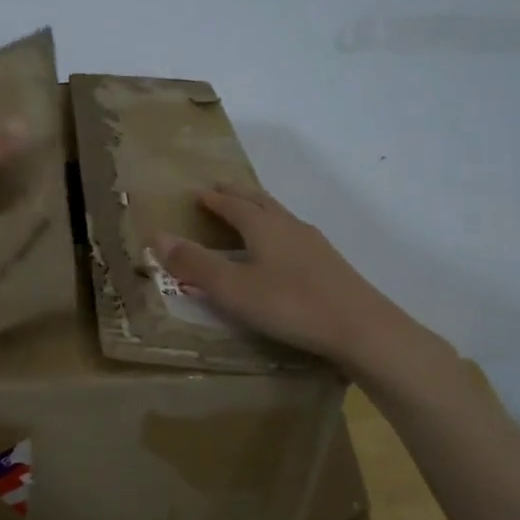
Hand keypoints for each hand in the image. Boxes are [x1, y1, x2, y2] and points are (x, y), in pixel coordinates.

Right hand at [155, 184, 436, 372]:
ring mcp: (314, 245)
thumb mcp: (233, 288)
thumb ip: (195, 264)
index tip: (198, 192)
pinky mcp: (330, 265)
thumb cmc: (290, 305)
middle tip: (221, 190)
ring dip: (260, 211)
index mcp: (264, 226)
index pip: (232, 204)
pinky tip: (282, 251)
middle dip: (238, 195)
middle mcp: (289, 226)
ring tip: (249, 214)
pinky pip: (294, 236)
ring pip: (280, 217)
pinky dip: (277, 231)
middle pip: (260, 202)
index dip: (213, 199)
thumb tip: (157, 235)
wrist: (362, 329)